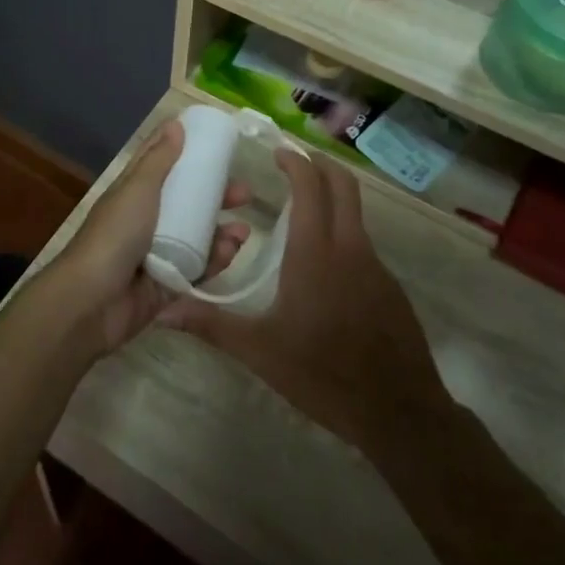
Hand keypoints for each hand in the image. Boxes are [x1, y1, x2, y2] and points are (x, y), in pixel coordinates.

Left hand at [47, 120, 250, 356]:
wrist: (92, 302)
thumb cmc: (114, 237)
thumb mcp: (137, 190)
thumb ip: (158, 160)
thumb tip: (175, 124)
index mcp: (133, 195)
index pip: (160, 166)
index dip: (184, 152)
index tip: (216, 143)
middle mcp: (145, 221)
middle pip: (186, 203)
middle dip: (215, 197)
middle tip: (244, 193)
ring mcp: (157, 254)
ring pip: (197, 237)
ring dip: (221, 232)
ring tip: (242, 231)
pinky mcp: (168, 285)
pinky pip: (198, 269)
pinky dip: (216, 260)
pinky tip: (232, 252)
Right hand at [160, 148, 454, 456]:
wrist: (400, 413)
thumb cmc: (323, 374)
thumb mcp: (260, 351)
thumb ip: (211, 325)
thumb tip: (163, 311)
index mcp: (316, 253)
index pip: (311, 186)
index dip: (295, 161)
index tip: (277, 151)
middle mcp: (350, 248)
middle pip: (344, 186)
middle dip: (320, 165)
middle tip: (293, 163)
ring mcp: (376, 267)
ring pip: (356, 215)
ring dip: (332, 200)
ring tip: (299, 213)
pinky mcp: (390, 288)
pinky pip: (363, 245)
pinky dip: (342, 234)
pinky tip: (323, 268)